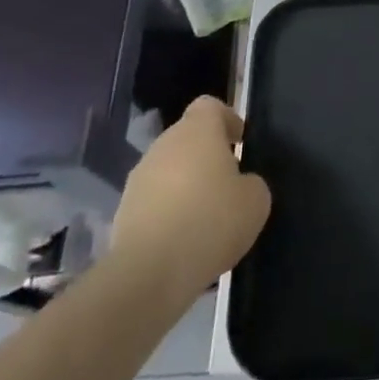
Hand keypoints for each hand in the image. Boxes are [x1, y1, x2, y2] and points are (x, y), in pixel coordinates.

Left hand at [111, 96, 270, 291]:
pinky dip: (168, 212)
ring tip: (205, 217)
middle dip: (207, 155)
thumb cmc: (211, 222)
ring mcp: (138, 179)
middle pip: (187, 138)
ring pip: (168, 170)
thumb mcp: (256, 200)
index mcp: (197, 131)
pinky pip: (153, 201)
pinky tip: (183, 240)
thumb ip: (251, 182)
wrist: (149, 274)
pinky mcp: (122, 213)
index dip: (227, 119)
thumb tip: (239, 185)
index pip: (209, 106)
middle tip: (228, 184)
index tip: (240, 143)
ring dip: (185, 185)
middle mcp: (163, 146)